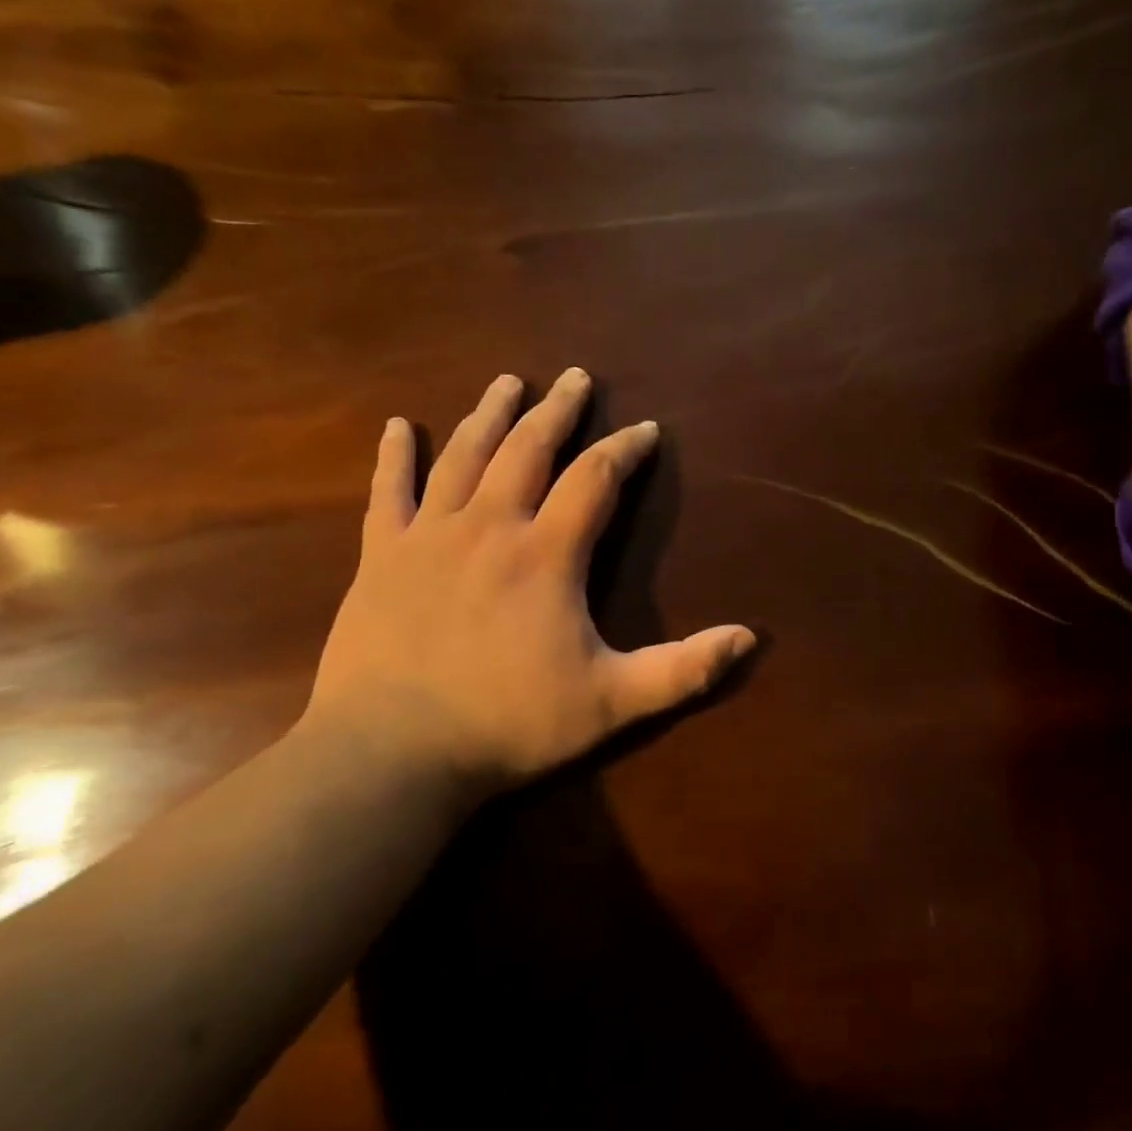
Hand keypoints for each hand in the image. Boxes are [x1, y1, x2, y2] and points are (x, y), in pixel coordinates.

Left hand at [303, 368, 754, 793]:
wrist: (394, 753)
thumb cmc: (509, 725)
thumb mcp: (612, 703)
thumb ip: (683, 669)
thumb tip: (749, 637)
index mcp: (547, 554)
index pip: (596, 479)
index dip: (625, 450)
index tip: (645, 430)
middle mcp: (490, 526)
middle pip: (529, 449)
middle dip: (558, 411)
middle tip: (575, 378)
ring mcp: (429, 536)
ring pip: (465, 457)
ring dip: (491, 415)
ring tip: (508, 382)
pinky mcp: (382, 557)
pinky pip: (389, 492)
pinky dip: (395, 456)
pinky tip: (399, 426)